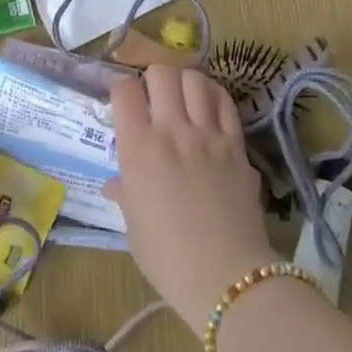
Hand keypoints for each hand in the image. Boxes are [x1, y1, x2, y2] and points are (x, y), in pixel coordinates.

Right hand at [105, 67, 277, 324]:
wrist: (227, 279)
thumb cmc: (168, 259)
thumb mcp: (134, 227)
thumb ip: (125, 194)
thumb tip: (115, 184)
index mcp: (137, 148)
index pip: (124, 90)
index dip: (122, 89)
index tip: (124, 102)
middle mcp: (171, 130)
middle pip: (160, 72)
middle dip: (153, 78)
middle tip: (154, 96)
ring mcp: (206, 134)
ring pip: (194, 78)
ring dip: (184, 81)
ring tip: (183, 97)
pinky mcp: (236, 144)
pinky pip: (224, 102)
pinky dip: (214, 95)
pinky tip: (209, 105)